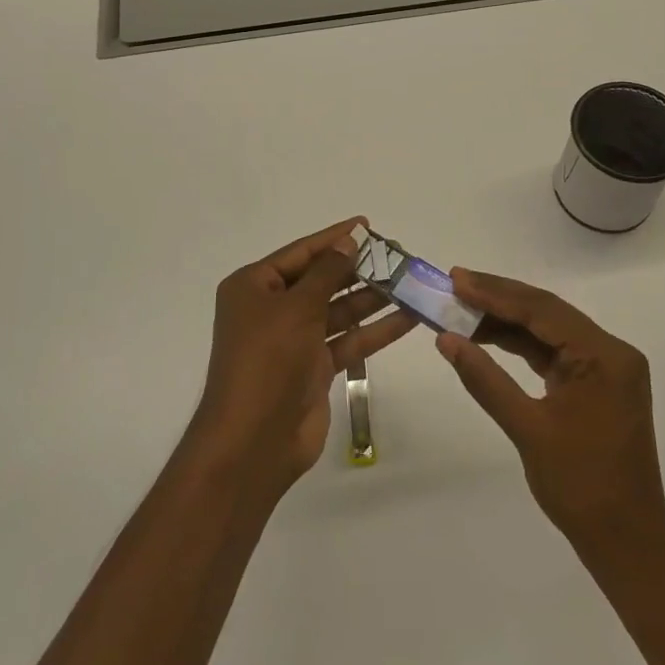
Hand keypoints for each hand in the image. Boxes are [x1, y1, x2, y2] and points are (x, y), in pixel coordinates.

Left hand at [193, 218, 416, 495]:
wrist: (254, 440)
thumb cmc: (267, 360)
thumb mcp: (297, 307)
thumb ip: (327, 272)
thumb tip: (349, 240)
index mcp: (254, 287)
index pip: (301, 252)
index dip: (334, 238)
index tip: (366, 224)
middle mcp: (272, 309)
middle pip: (321, 280)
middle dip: (358, 268)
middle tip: (397, 255)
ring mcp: (293, 340)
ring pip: (338, 310)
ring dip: (372, 298)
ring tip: (410, 282)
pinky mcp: (314, 368)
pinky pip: (347, 340)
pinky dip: (374, 330)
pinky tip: (408, 318)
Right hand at [435, 269, 664, 562]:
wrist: (626, 543)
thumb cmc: (581, 487)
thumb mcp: (528, 430)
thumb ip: (485, 379)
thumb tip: (446, 339)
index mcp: (604, 356)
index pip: (542, 310)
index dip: (495, 293)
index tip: (456, 280)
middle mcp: (610, 352)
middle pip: (546, 312)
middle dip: (499, 298)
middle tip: (455, 284)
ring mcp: (604, 368)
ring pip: (547, 329)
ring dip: (506, 320)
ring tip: (462, 308)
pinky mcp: (595, 384)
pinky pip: (552, 351)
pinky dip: (519, 343)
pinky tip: (487, 337)